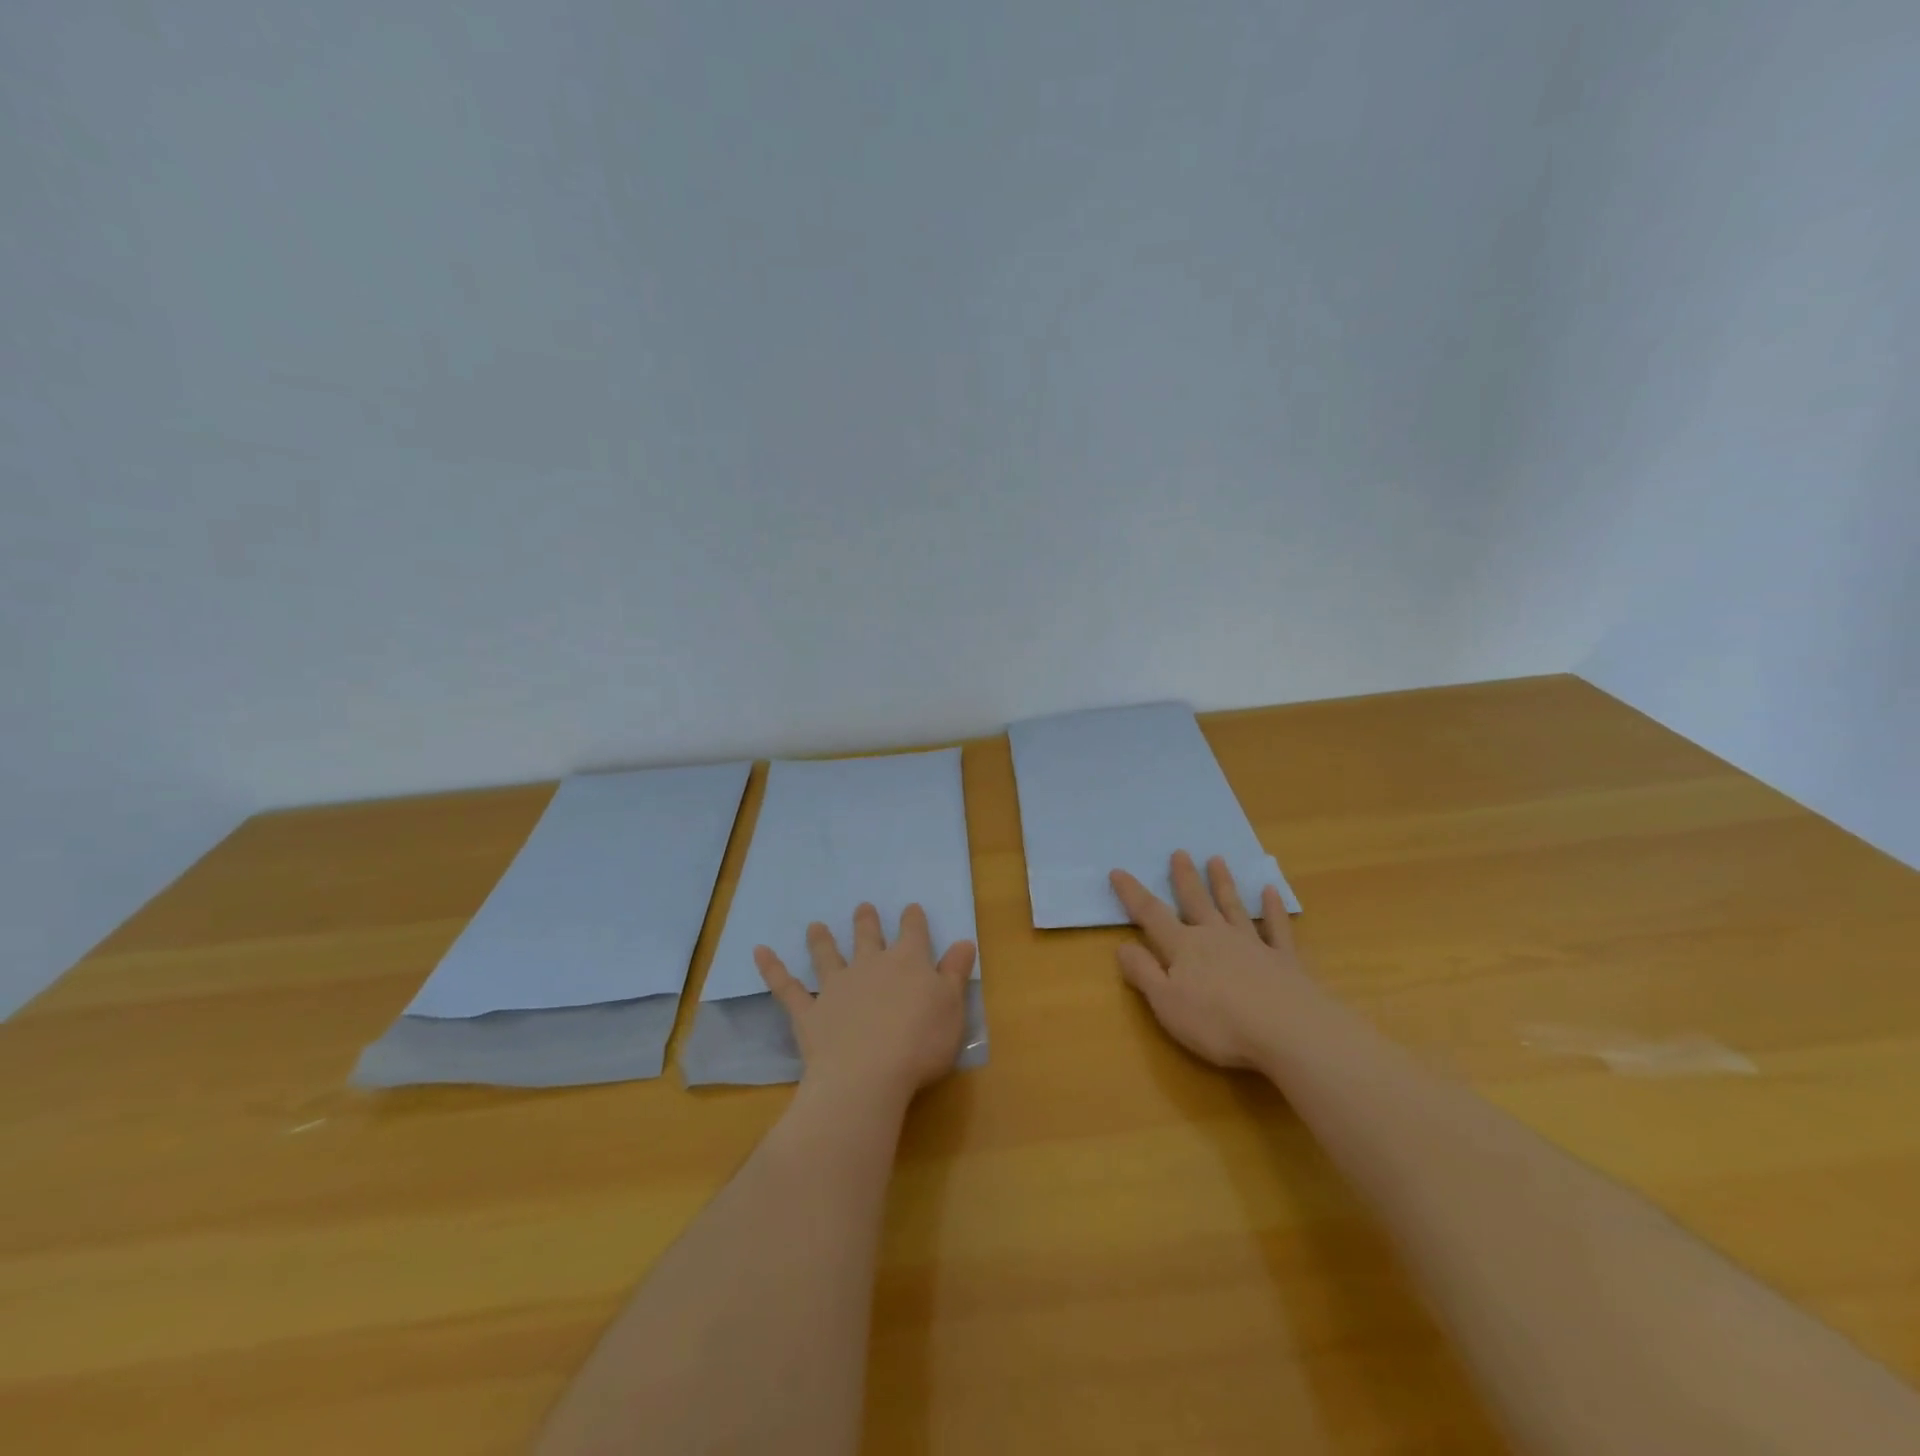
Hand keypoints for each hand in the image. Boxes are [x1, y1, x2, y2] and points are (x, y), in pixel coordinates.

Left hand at [754, 903, 976, 1105]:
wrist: (867, 1077)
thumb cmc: (920, 1044)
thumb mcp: (952, 1008)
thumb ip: (955, 973)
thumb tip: (964, 941)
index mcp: (908, 963)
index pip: (913, 932)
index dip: (913, 920)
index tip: (910, 909)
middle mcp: (870, 966)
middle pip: (868, 937)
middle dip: (866, 922)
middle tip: (862, 908)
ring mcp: (836, 987)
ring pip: (827, 955)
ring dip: (821, 940)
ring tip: (815, 926)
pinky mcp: (809, 1012)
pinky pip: (786, 987)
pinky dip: (772, 968)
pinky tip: (759, 952)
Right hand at [1110, 851, 1304, 1070]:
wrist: (1289, 1031)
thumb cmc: (1219, 1023)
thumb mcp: (1167, 1003)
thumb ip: (1143, 972)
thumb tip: (1122, 945)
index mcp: (1184, 948)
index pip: (1151, 915)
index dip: (1132, 894)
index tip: (1118, 871)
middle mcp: (1215, 936)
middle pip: (1196, 901)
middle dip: (1184, 878)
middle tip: (1179, 852)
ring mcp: (1252, 944)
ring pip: (1233, 907)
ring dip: (1223, 883)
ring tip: (1217, 860)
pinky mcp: (1284, 960)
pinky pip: (1277, 927)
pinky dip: (1273, 909)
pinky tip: (1271, 892)